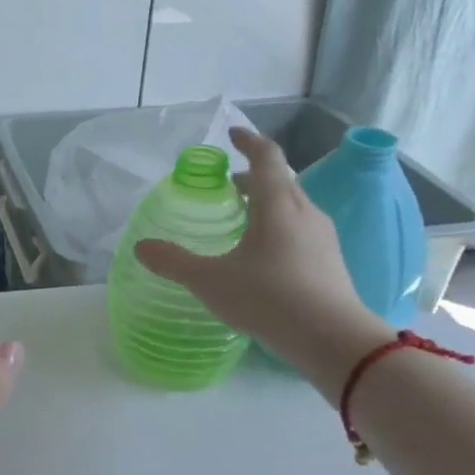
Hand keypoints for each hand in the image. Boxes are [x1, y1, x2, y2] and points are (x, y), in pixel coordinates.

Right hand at [136, 126, 392, 393]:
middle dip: (253, 176)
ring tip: (242, 219)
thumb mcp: (210, 281)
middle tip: (226, 185)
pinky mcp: (331, 262)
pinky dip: (279, 226)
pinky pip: (301, 228)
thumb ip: (173, 262)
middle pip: (280, 180)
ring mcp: (322, 237)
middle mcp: (304, 212)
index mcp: (277, 204)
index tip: (232, 134)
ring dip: (267, 202)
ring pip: (292, 205)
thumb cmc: (269, 298)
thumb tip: (141, 247)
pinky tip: (264, 254)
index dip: (248, 141)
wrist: (333, 341)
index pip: (266, 157)